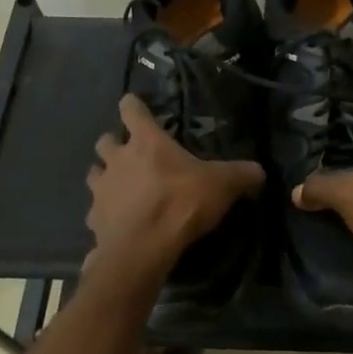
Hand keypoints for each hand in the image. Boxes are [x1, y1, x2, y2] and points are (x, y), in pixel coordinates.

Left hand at [87, 94, 263, 283]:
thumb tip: (259, 172)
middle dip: (114, 143)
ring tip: (121, 186)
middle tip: (130, 154)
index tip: (133, 105)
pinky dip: (104, 213)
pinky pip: (95, 210)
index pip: (131, 110)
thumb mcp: (222, 185)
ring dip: (104, 175)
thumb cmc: (181, 203)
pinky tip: (118, 222)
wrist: (143, 248)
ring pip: (94, 173)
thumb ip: (242, 175)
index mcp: (146, 142)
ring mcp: (101, 189)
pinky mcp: (93, 218)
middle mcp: (117, 159)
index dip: (132, 105)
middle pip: (105, 140)